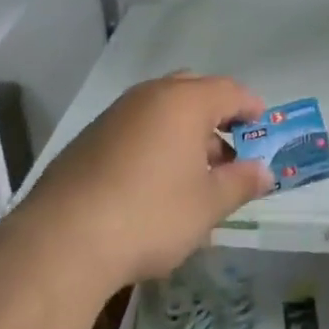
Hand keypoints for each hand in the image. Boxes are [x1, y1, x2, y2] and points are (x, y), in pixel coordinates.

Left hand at [24, 73, 271, 287]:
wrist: (63, 238)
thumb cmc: (151, 215)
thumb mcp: (207, 205)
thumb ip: (240, 183)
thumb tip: (265, 172)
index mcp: (184, 101)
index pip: (230, 90)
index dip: (251, 108)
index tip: (263, 130)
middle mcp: (150, 95)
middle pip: (194, 91)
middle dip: (216, 117)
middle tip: (229, 152)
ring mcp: (115, 113)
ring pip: (161, 109)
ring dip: (183, 131)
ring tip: (193, 174)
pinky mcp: (90, 137)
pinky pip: (135, 127)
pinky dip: (153, 142)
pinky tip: (153, 183)